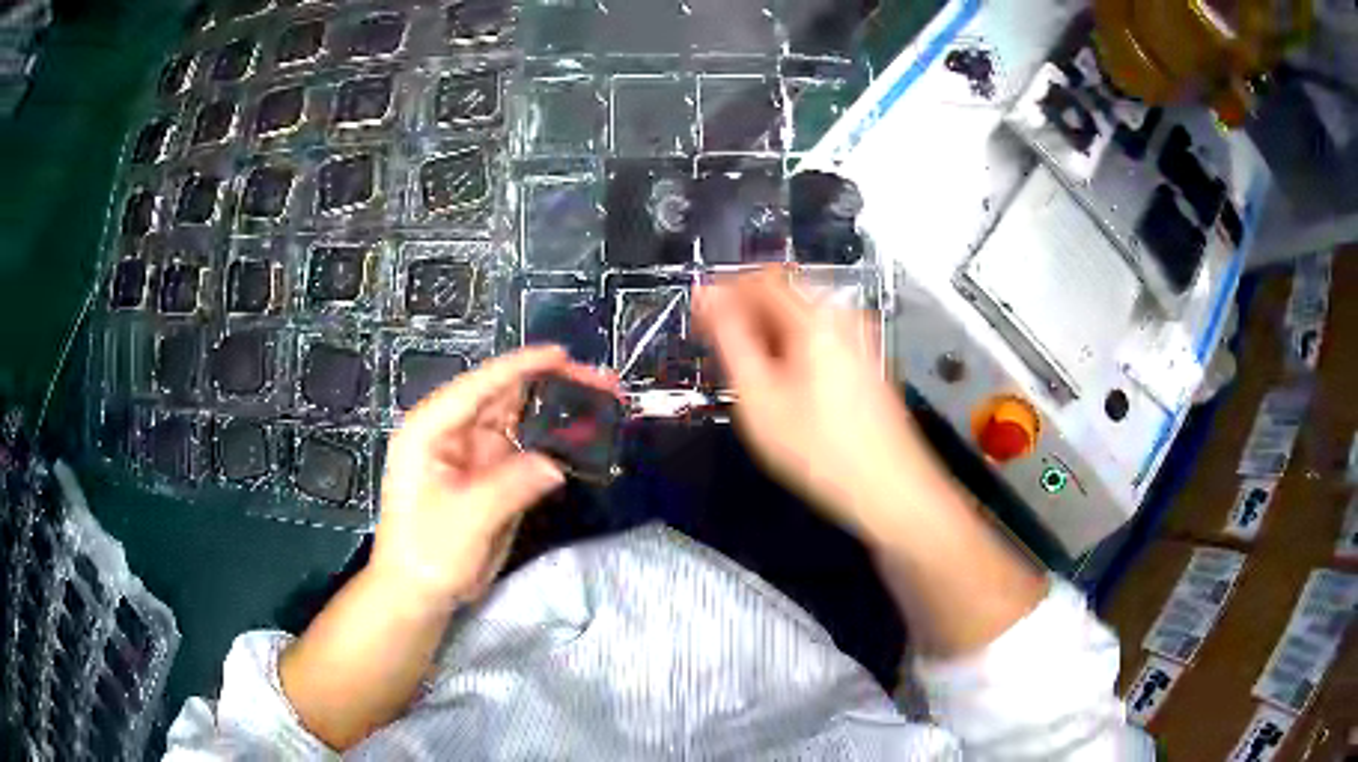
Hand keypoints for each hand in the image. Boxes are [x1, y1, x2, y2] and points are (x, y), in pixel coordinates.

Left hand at [370, 346, 617, 608]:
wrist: (420, 592)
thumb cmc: (427, 553)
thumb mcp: (466, 520)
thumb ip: (510, 487)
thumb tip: (555, 464)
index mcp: (431, 430)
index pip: (478, 387)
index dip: (520, 366)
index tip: (561, 354)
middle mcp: (453, 432)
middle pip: (505, 396)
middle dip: (551, 385)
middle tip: (600, 382)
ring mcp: (474, 453)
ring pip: (521, 419)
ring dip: (559, 411)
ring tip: (603, 402)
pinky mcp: (491, 475)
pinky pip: (527, 450)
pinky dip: (555, 442)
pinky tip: (585, 437)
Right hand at [694, 269, 941, 534]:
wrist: (888, 487)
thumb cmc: (819, 448)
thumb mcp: (759, 396)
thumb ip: (729, 339)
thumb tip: (708, 298)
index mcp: (816, 317)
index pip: (759, 279)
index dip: (722, 292)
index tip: (698, 316)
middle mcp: (843, 315)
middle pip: (783, 293)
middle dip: (745, 313)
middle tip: (718, 348)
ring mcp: (860, 336)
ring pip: (801, 316)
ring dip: (767, 332)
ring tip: (745, 371)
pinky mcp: (866, 358)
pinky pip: (819, 335)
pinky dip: (791, 347)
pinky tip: (780, 383)